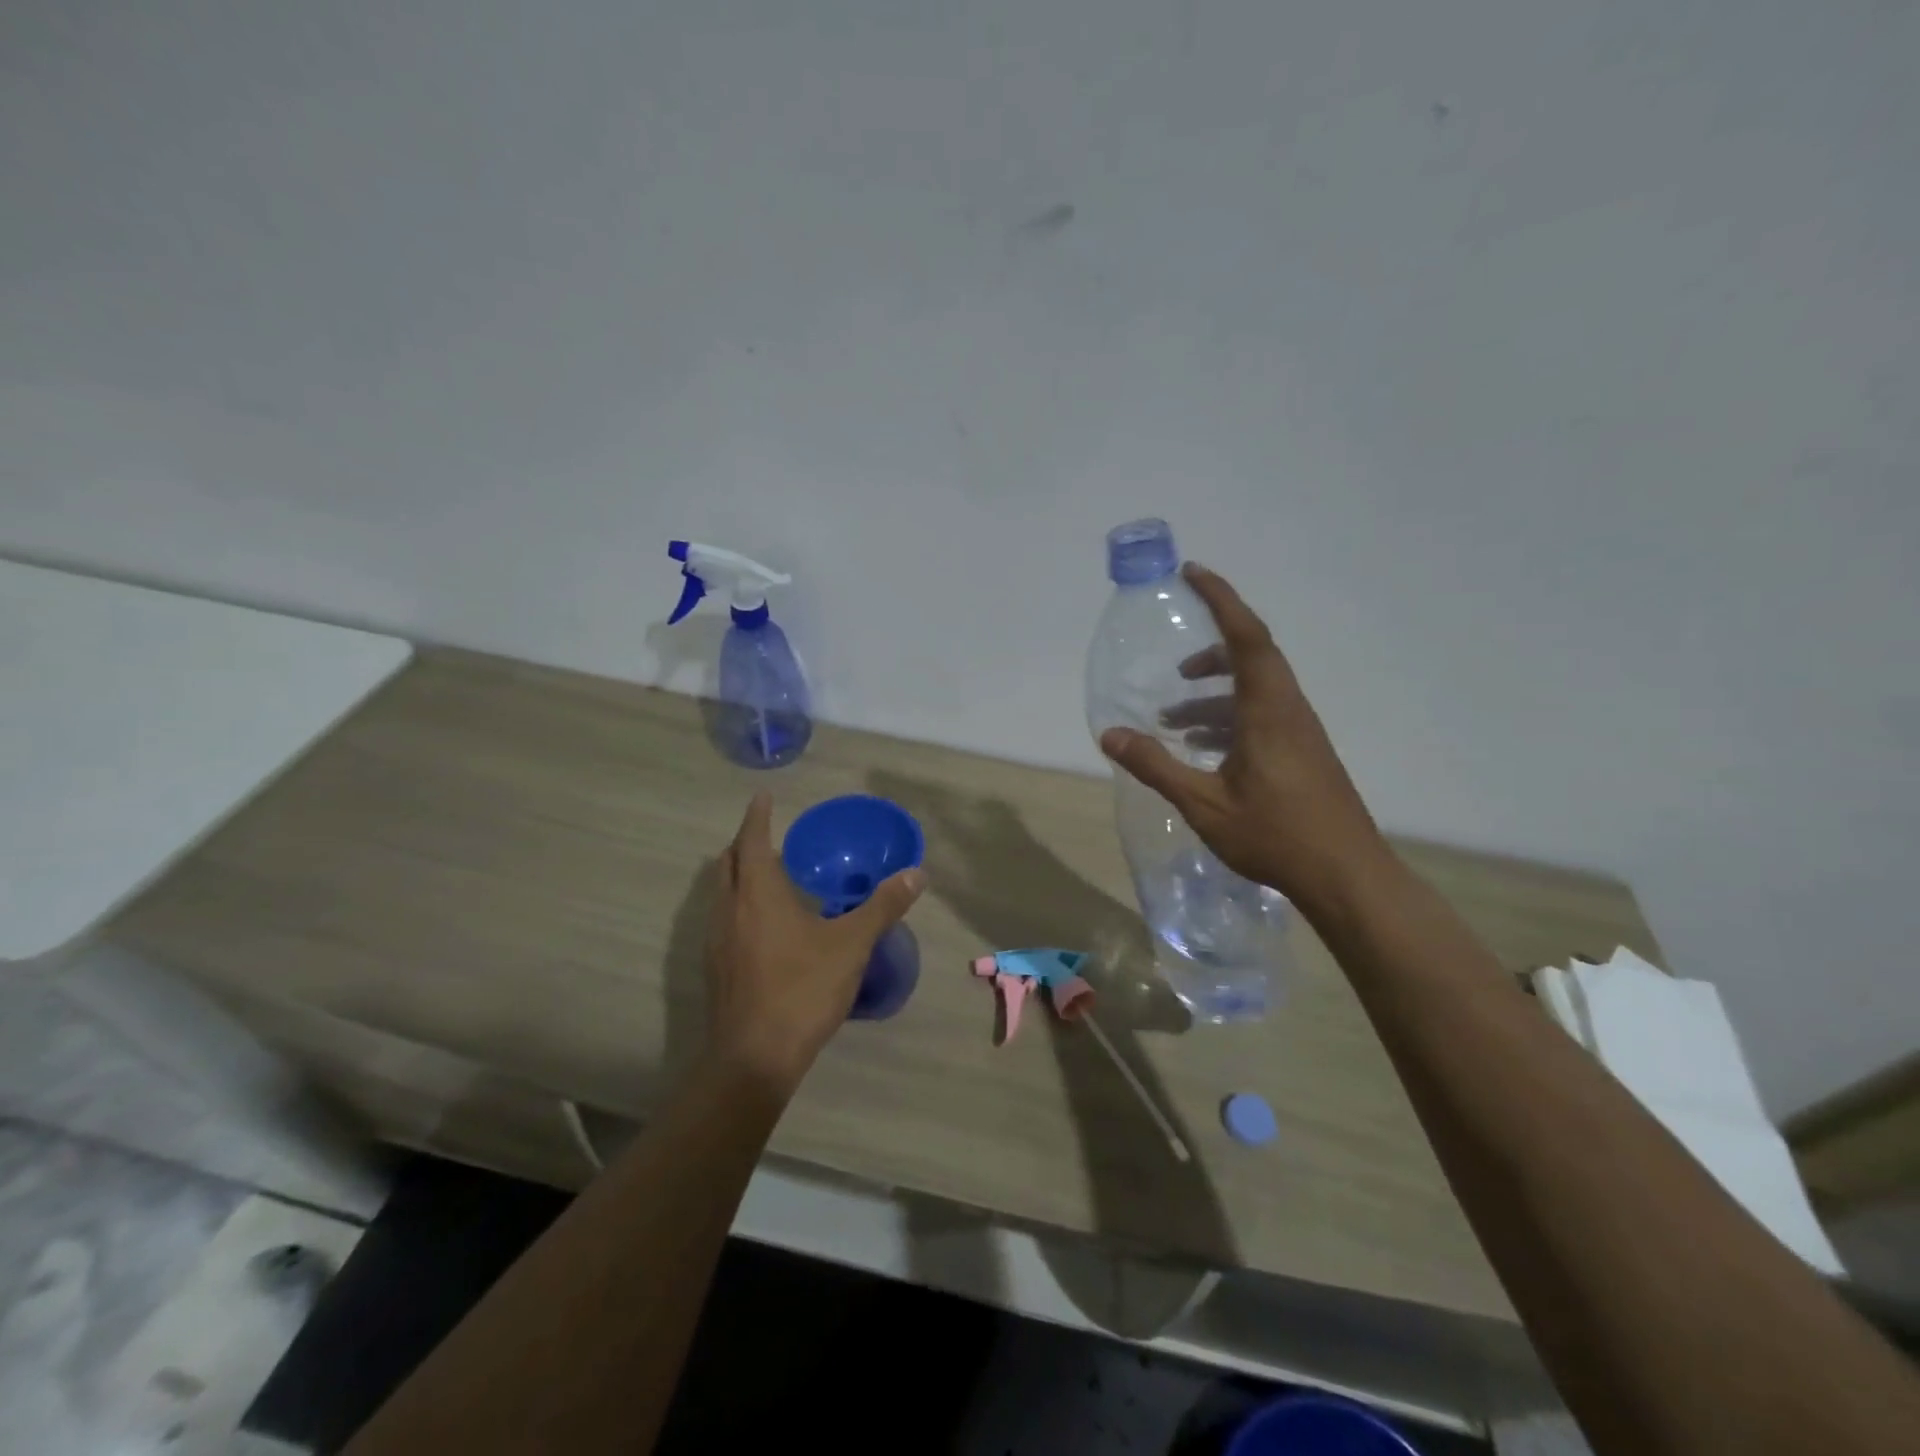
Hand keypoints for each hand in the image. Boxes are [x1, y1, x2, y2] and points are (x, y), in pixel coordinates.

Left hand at [702, 792, 926, 1094]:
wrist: (753, 1058)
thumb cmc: (802, 989)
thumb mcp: (851, 944)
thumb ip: (883, 906)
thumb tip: (916, 874)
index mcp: (758, 893)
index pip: (752, 840)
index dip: (757, 816)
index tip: (763, 797)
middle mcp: (729, 909)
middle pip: (728, 863)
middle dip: (745, 843)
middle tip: (767, 835)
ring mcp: (716, 940)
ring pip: (721, 892)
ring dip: (738, 875)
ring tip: (766, 876)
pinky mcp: (715, 968)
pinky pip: (722, 919)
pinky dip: (738, 905)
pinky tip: (762, 926)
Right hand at [1099, 563, 1387, 913]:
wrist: (1346, 876)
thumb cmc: (1275, 835)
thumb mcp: (1203, 803)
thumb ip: (1155, 765)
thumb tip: (1110, 734)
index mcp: (1268, 710)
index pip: (1245, 636)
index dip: (1220, 599)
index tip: (1193, 573)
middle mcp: (1288, 710)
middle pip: (1252, 657)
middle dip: (1210, 651)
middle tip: (1176, 666)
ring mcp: (1299, 732)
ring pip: (1255, 691)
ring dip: (1213, 696)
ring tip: (1171, 719)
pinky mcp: (1302, 753)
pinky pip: (1261, 716)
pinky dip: (1227, 718)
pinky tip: (1201, 749)